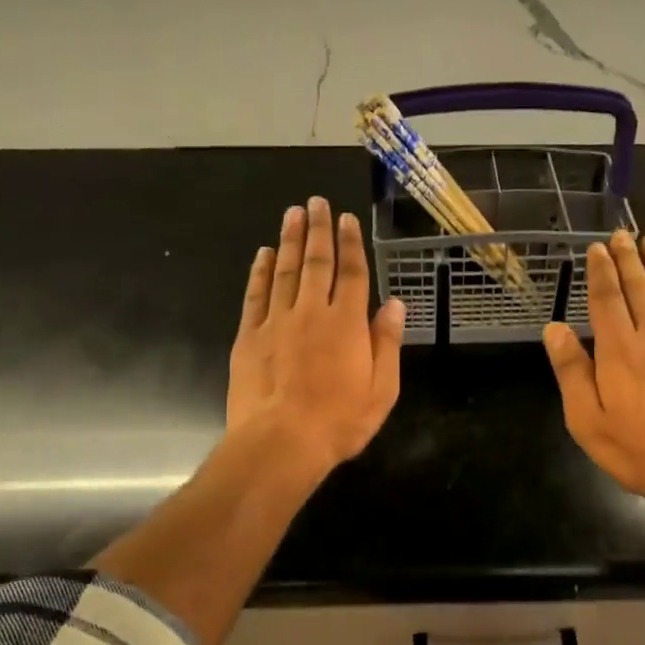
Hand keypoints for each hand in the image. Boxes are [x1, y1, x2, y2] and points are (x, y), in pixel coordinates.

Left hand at [228, 197, 404, 472]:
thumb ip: (387, 344)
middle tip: (316, 202)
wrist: (280, 443)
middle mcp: (312, 313)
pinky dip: (260, 272)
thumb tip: (395, 304)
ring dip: (290, 240)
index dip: (351, 245)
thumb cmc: (338, 422)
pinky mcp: (250, 336)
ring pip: (285, 271)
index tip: (347, 219)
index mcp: (348, 324)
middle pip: (317, 263)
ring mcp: (277, 322)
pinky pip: (256, 295)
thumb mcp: (381, 390)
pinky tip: (263, 254)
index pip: (352, 274)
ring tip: (293, 213)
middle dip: (318, 230)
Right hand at [543, 231, 644, 516]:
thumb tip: (554, 329)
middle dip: (629, 259)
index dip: (600, 272)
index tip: (597, 248)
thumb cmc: (639, 451)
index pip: (606, 300)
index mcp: (618, 352)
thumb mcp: (587, 420)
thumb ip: (572, 372)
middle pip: (638, 289)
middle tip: (624, 233)